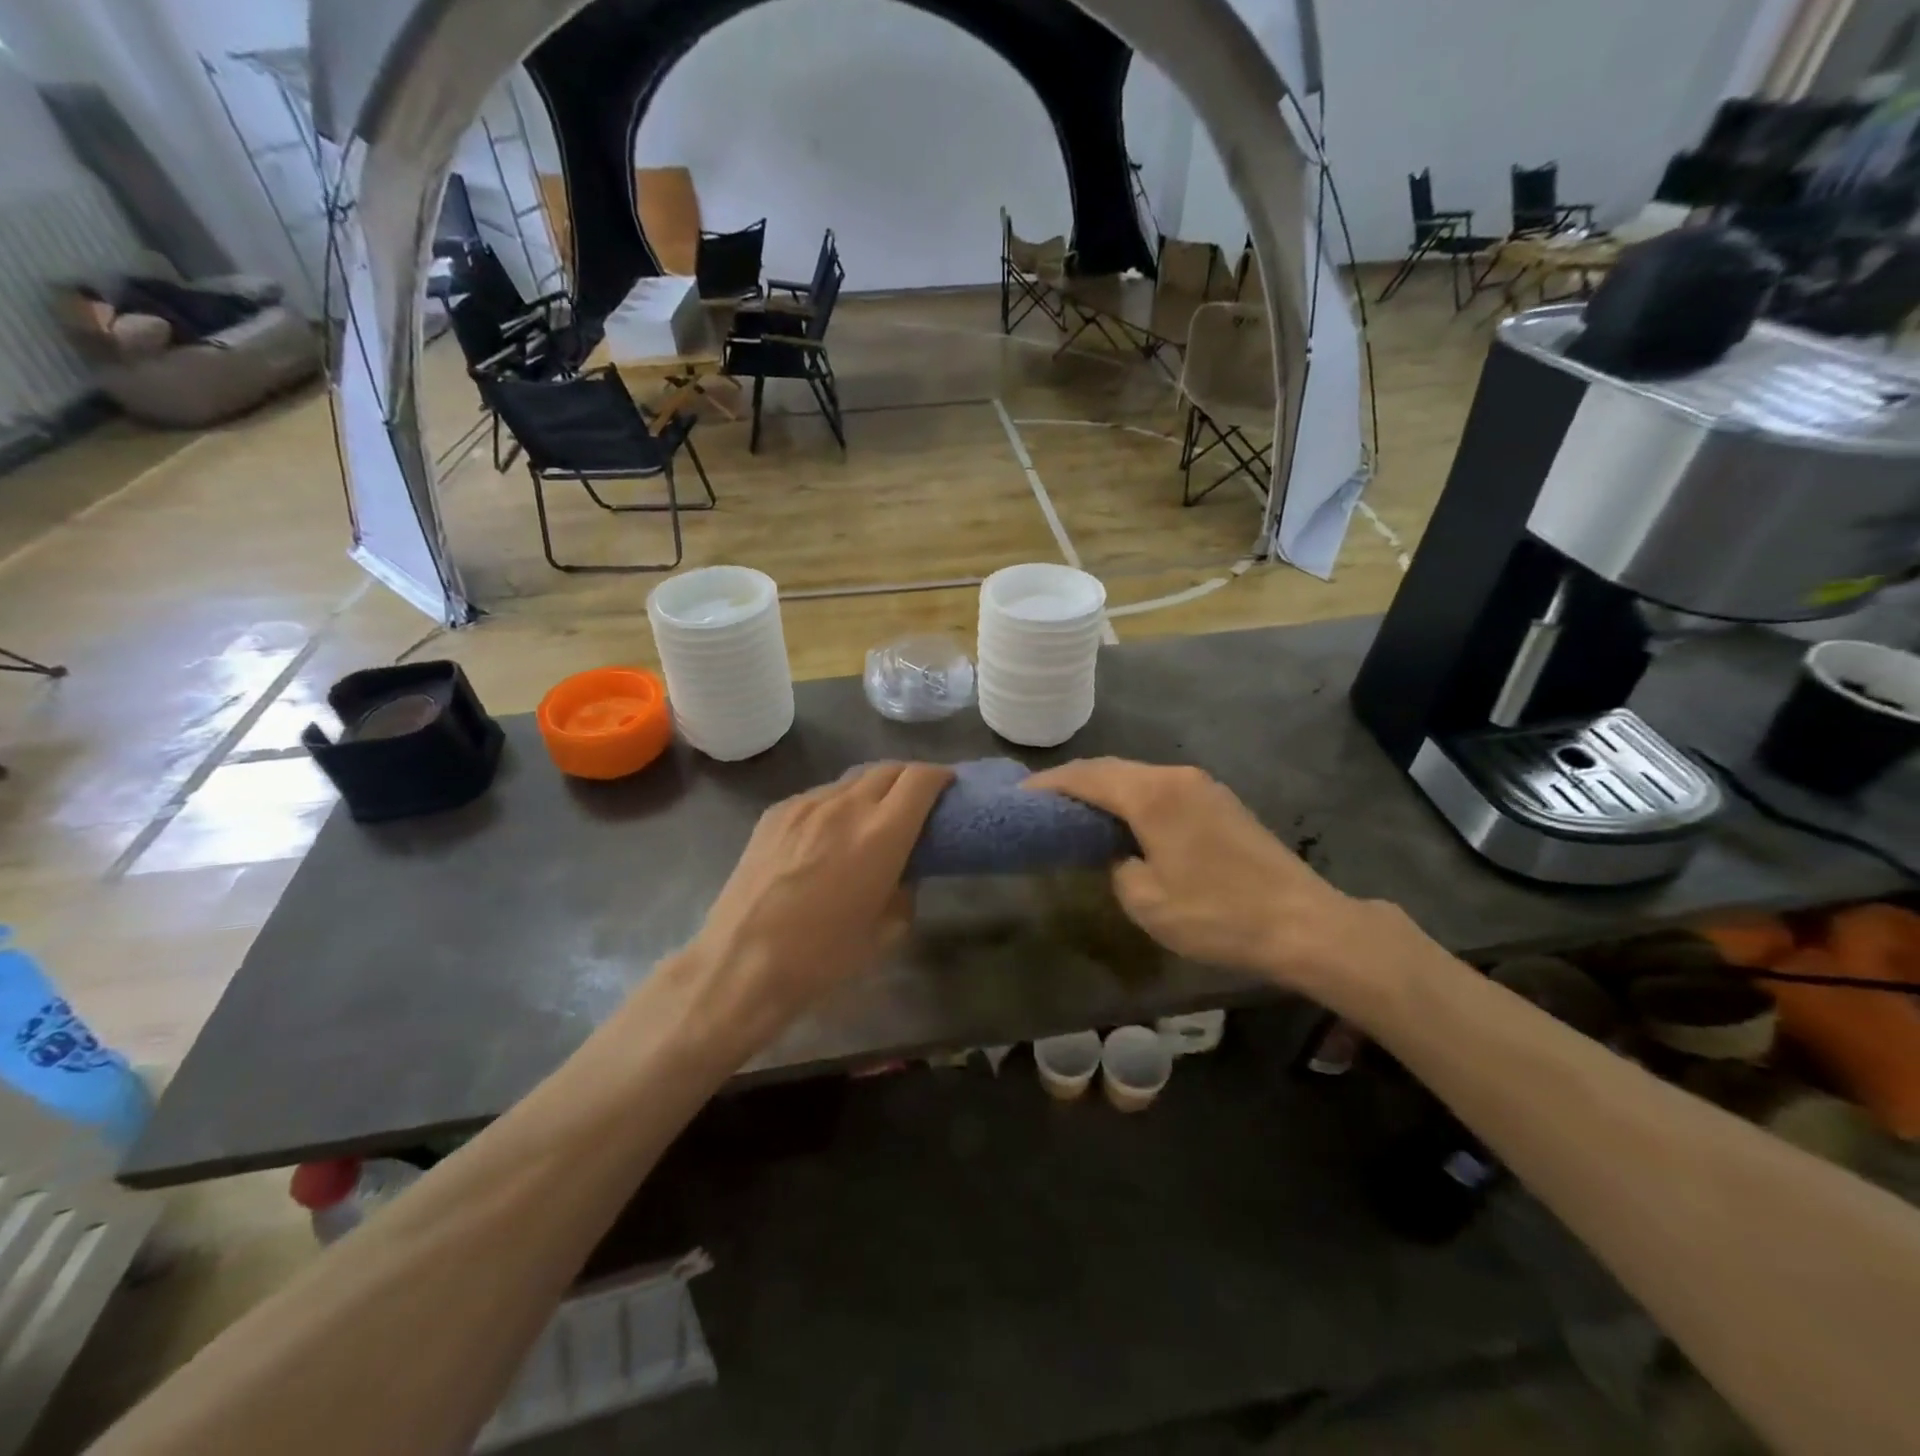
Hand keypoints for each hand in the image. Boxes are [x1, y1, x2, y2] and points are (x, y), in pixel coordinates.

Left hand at [679, 762, 952, 1046]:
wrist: (742, 963)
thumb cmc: (824, 956)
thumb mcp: (887, 930)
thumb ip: (905, 889)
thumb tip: (902, 873)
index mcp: (882, 833)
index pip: (920, 780)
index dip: (941, 777)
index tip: (948, 787)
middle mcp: (845, 806)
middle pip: (888, 769)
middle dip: (910, 777)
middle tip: (917, 800)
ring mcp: (805, 805)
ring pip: (850, 780)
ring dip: (872, 789)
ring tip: (873, 815)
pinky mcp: (775, 813)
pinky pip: (818, 796)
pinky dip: (837, 804)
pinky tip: (830, 832)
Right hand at [1027, 758, 1385, 995]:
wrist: (1302, 922)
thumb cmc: (1216, 914)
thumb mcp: (1147, 901)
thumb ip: (1116, 866)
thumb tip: (1119, 854)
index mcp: (1151, 795)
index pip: (1086, 777)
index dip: (1049, 784)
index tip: (1020, 795)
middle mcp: (1174, 777)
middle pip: (1112, 769)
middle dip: (1074, 781)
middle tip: (1043, 802)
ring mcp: (1202, 786)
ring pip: (1138, 776)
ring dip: (1105, 788)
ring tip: (1077, 810)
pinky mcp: (1220, 801)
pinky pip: (1162, 788)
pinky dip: (1133, 797)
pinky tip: (1125, 819)